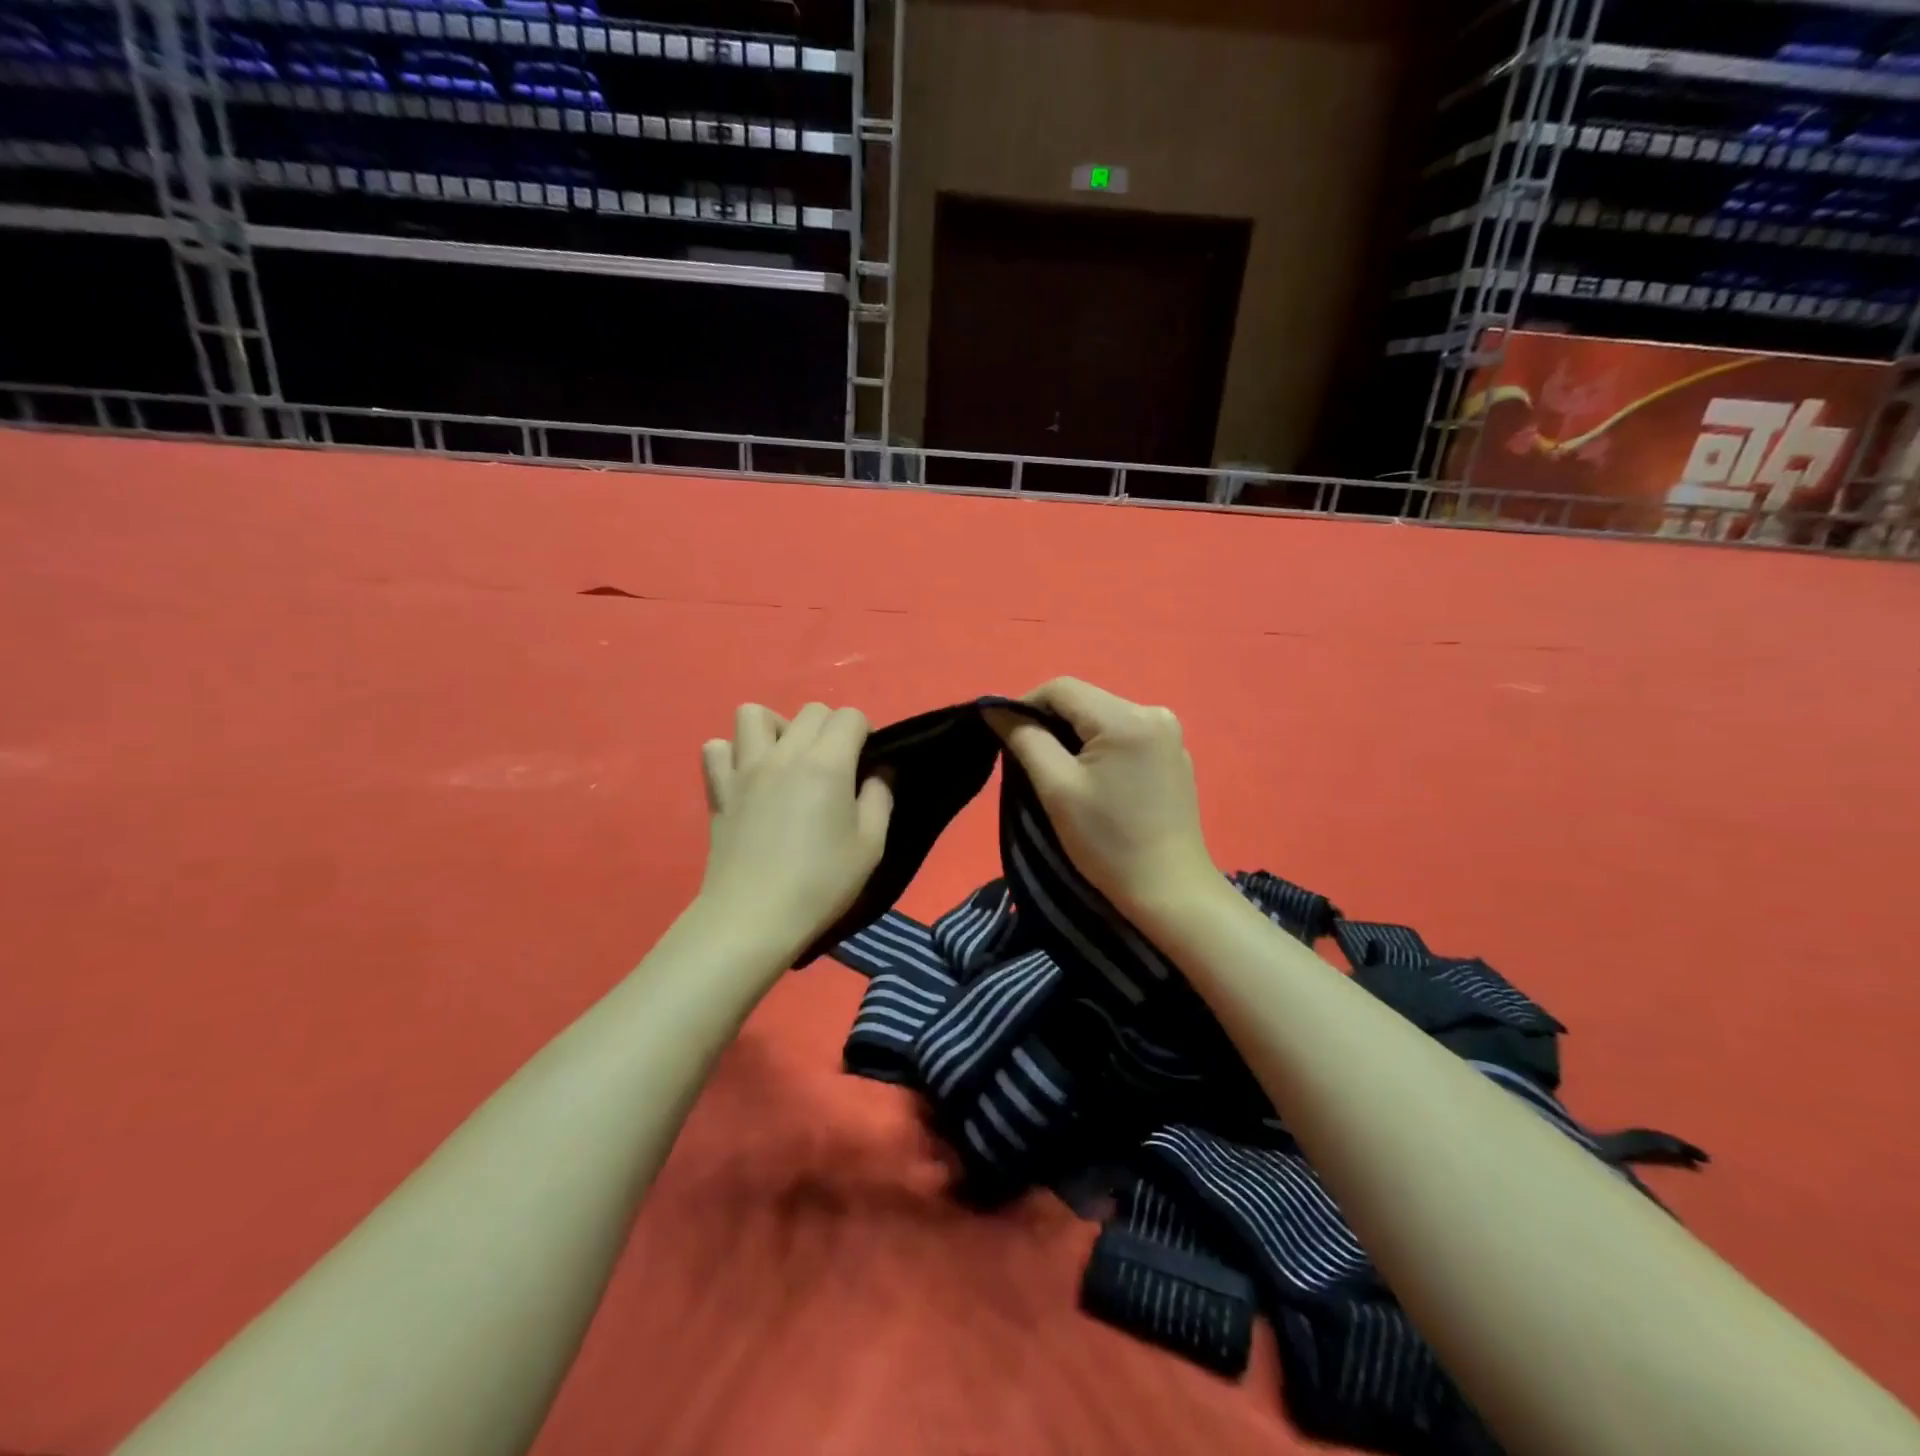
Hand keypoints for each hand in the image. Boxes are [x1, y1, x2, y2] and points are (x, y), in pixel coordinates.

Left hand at [698, 702, 892, 956]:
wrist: (753, 918)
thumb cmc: (820, 883)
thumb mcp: (870, 846)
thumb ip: (879, 799)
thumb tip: (878, 772)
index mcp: (827, 764)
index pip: (849, 716)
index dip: (864, 732)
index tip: (866, 761)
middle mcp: (784, 754)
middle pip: (810, 711)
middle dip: (829, 728)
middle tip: (834, 767)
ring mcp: (745, 768)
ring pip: (753, 714)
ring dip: (776, 728)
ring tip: (787, 760)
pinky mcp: (719, 789)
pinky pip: (716, 749)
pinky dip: (732, 754)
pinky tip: (748, 778)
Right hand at [988, 678, 1217, 919]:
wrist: (1169, 891)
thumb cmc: (1107, 842)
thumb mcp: (1056, 788)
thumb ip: (1025, 739)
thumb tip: (994, 710)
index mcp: (1127, 716)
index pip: (1062, 688)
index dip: (1025, 704)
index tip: (1006, 737)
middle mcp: (1154, 712)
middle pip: (1085, 701)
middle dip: (1051, 723)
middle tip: (1030, 762)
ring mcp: (1169, 734)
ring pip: (1103, 717)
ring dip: (1075, 736)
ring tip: (1061, 774)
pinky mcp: (1174, 755)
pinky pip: (1125, 735)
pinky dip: (1101, 748)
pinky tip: (1097, 782)